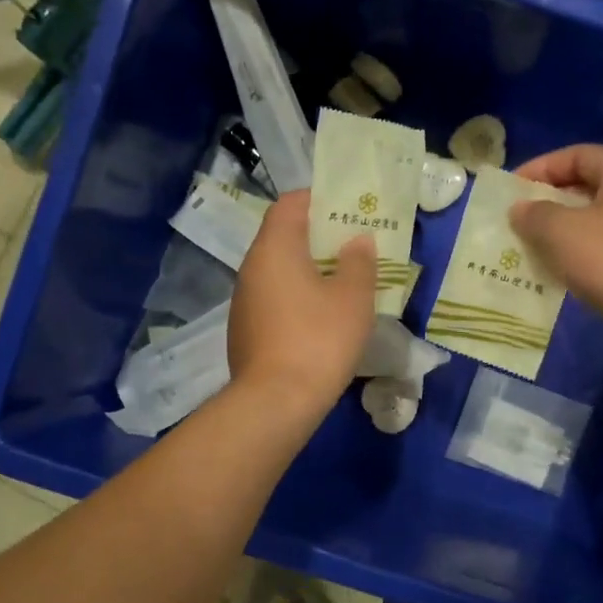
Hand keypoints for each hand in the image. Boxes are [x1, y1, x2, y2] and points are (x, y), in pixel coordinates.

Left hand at [229, 190, 376, 413]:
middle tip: (354, 245)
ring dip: (308, 269)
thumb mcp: (353, 298)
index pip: (289, 204)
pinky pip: (274, 298)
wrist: (275, 402)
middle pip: (283, 236)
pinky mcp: (245, 330)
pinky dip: (297, 296)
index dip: (318, 199)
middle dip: (319, 236)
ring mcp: (244, 301)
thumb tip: (357, 241)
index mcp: (274, 249)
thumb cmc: (318, 339)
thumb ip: (359, 262)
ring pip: (278, 270)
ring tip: (343, 280)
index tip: (347, 208)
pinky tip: (321, 317)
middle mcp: (251, 268)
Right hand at [510, 144, 602, 358]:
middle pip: (586, 185)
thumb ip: (533, 212)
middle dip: (548, 198)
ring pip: (591, 218)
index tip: (514, 187)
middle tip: (518, 214)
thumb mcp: (558, 229)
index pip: (580, 154)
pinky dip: (572, 250)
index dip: (543, 166)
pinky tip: (550, 265)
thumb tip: (520, 210)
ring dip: (558, 227)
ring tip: (528, 240)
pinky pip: (598, 245)